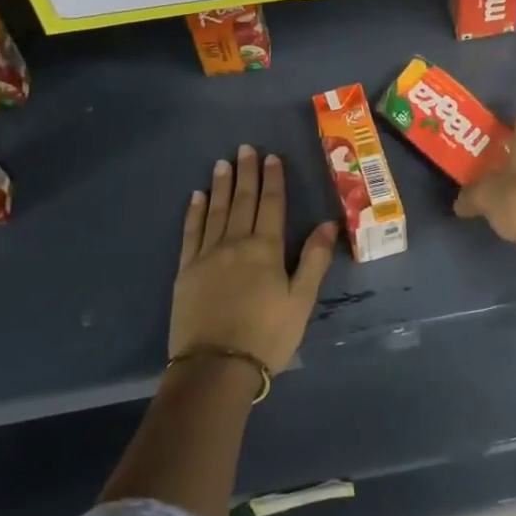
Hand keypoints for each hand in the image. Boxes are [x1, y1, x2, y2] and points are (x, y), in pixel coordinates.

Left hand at [171, 144, 337, 374]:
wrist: (216, 367)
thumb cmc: (267, 335)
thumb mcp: (301, 300)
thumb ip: (314, 259)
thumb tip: (328, 223)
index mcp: (266, 249)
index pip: (271, 205)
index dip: (273, 179)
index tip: (271, 157)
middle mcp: (235, 243)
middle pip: (243, 200)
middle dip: (246, 173)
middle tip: (245, 148)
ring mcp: (207, 255)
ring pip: (216, 210)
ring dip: (221, 185)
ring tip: (222, 163)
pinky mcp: (186, 270)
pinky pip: (191, 232)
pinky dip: (195, 211)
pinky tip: (197, 196)